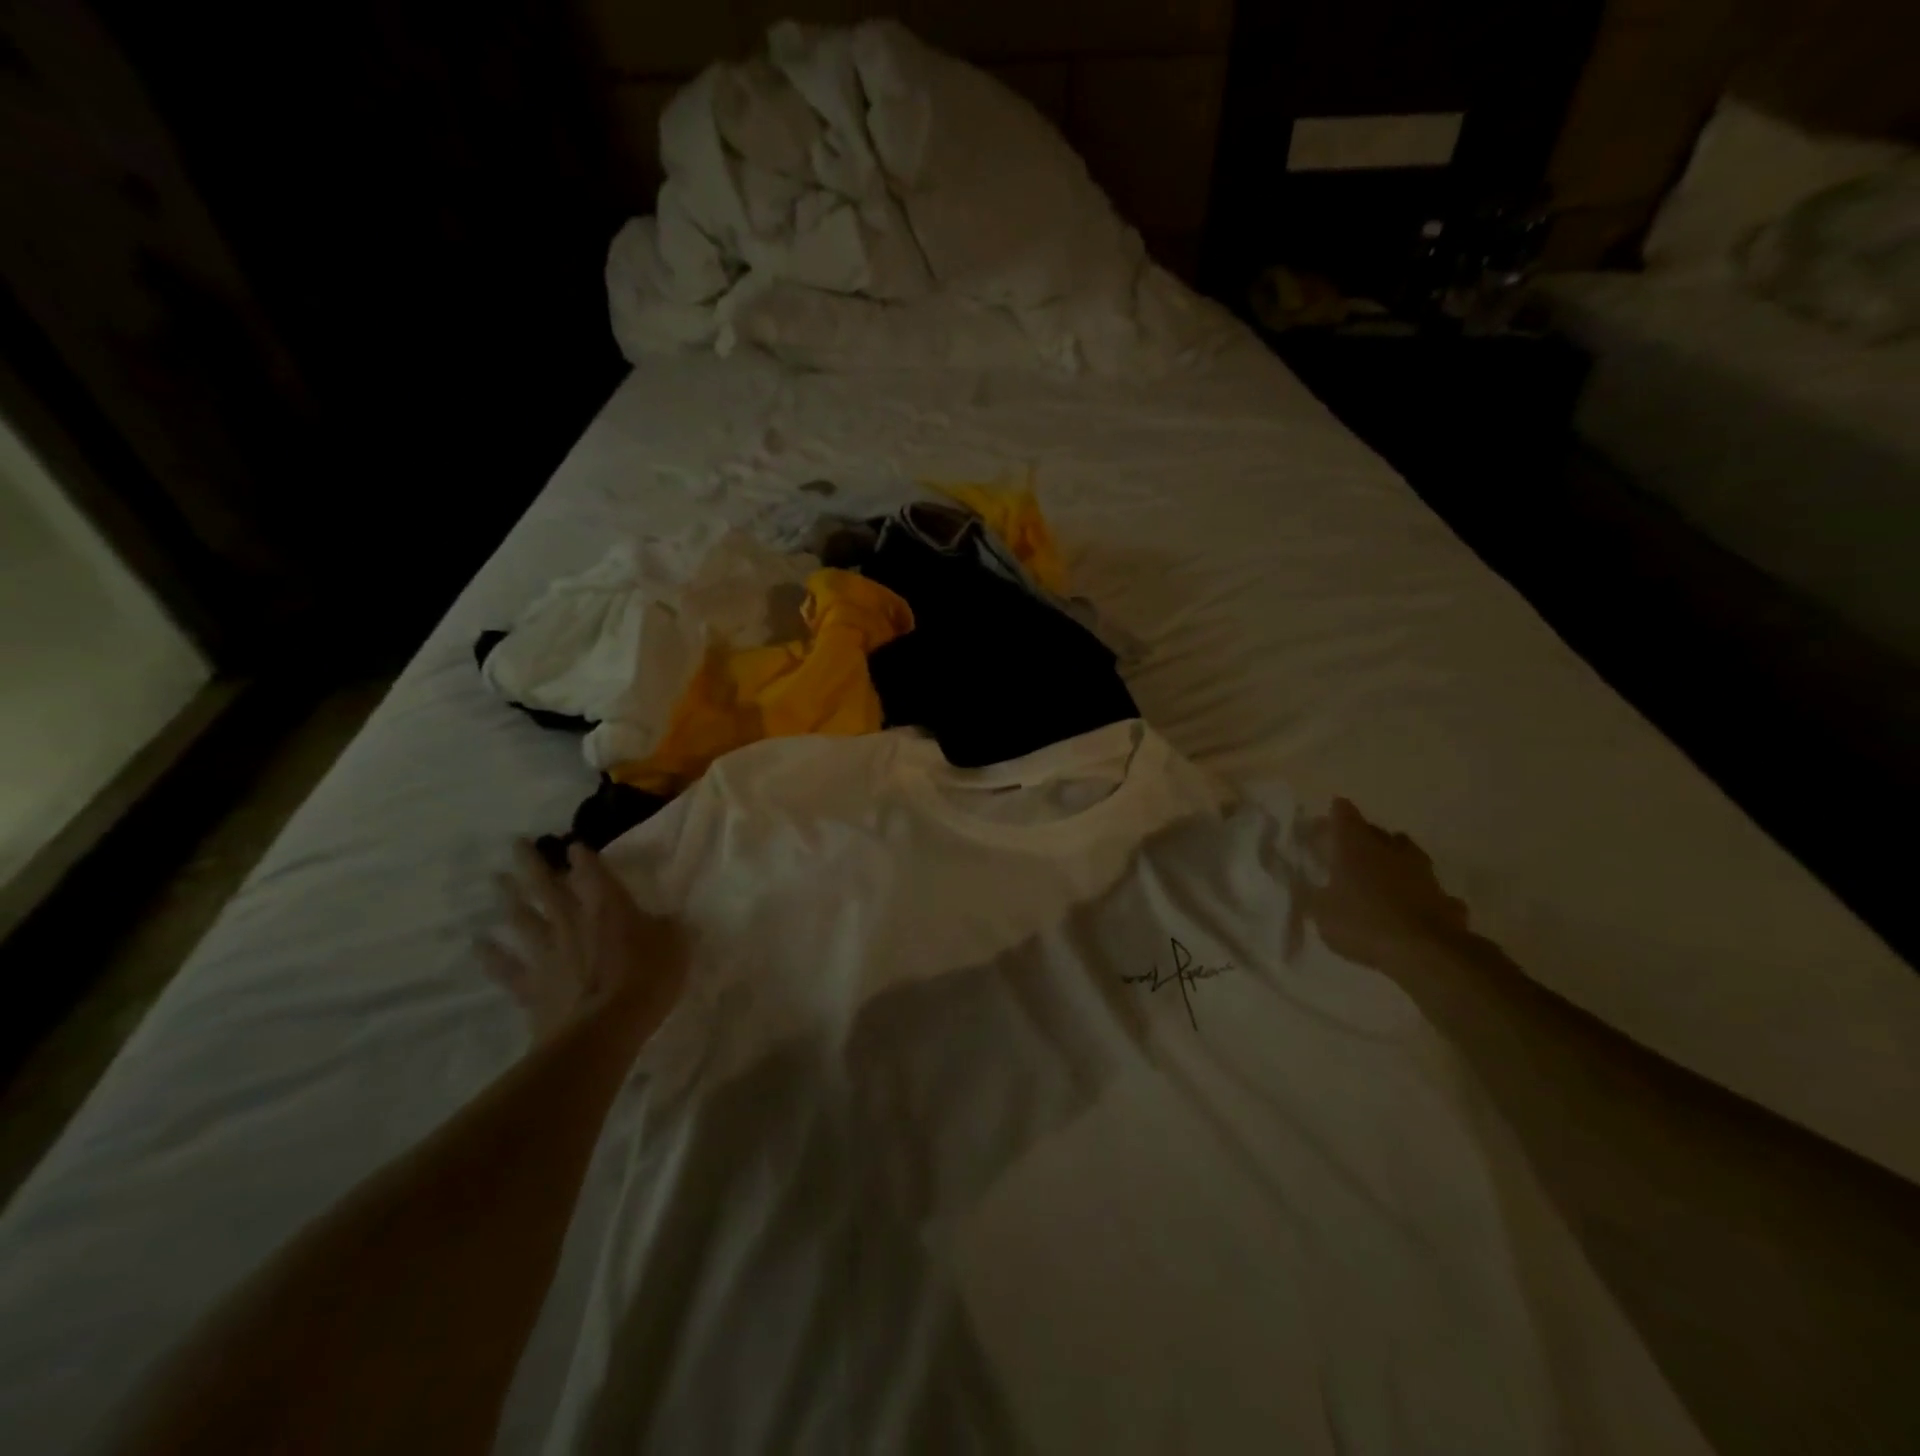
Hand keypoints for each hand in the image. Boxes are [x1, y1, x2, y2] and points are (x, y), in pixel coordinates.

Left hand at [481, 841, 685, 1045]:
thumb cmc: (646, 981)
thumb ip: (666, 928)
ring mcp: (547, 953)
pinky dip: (491, 955)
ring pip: (523, 918)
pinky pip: (506, 967)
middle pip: (547, 886)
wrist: (601, 1031)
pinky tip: (478, 943)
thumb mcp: (675, 946)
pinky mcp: (531, 985)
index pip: (592, 872)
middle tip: (516, 844)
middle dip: (532, 863)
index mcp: (608, 907)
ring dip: (510, 898)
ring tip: (497, 880)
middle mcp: (572, 922)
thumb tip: (663, 920)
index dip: (582, 856)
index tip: (573, 844)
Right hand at [1297, 797, 1469, 971]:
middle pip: (1376, 831)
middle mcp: (1389, 851)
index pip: (1344, 816)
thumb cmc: (1362, 923)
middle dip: (1363, 835)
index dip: (1336, 813)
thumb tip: (1303, 884)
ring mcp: (1422, 873)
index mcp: (1355, 847)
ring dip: (1395, 857)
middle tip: (1349, 847)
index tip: (1329, 815)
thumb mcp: (1320, 912)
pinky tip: (1414, 902)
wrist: (1425, 952)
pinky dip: (1419, 891)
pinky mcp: (1445, 898)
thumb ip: (1311, 895)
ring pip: (1408, 853)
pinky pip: (1428, 888)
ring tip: (1384, 868)